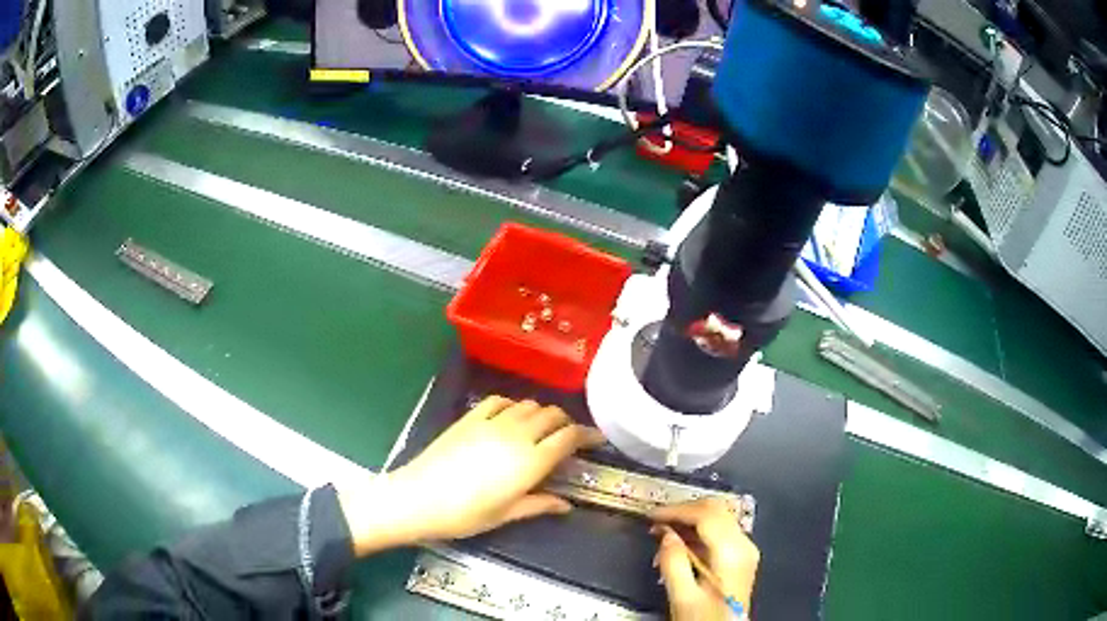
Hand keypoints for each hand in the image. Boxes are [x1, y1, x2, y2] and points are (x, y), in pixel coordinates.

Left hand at [339, 397, 604, 555]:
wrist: (418, 498)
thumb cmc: (465, 515)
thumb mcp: (506, 515)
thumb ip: (539, 504)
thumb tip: (566, 505)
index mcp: (530, 461)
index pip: (569, 437)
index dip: (588, 435)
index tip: (598, 439)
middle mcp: (516, 435)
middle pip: (552, 415)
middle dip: (567, 422)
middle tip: (569, 437)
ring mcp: (491, 422)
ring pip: (528, 405)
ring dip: (542, 413)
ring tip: (542, 428)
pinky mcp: (469, 418)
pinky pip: (499, 401)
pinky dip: (513, 405)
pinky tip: (511, 416)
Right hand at [651, 499, 760, 620]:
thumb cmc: (703, 618)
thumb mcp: (683, 596)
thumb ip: (673, 562)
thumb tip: (665, 534)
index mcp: (731, 553)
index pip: (707, 515)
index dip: (677, 510)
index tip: (651, 515)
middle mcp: (744, 545)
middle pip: (716, 510)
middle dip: (683, 510)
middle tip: (655, 521)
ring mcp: (746, 549)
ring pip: (719, 517)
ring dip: (690, 519)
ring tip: (663, 532)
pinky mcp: (741, 556)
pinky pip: (721, 531)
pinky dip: (699, 530)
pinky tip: (680, 543)